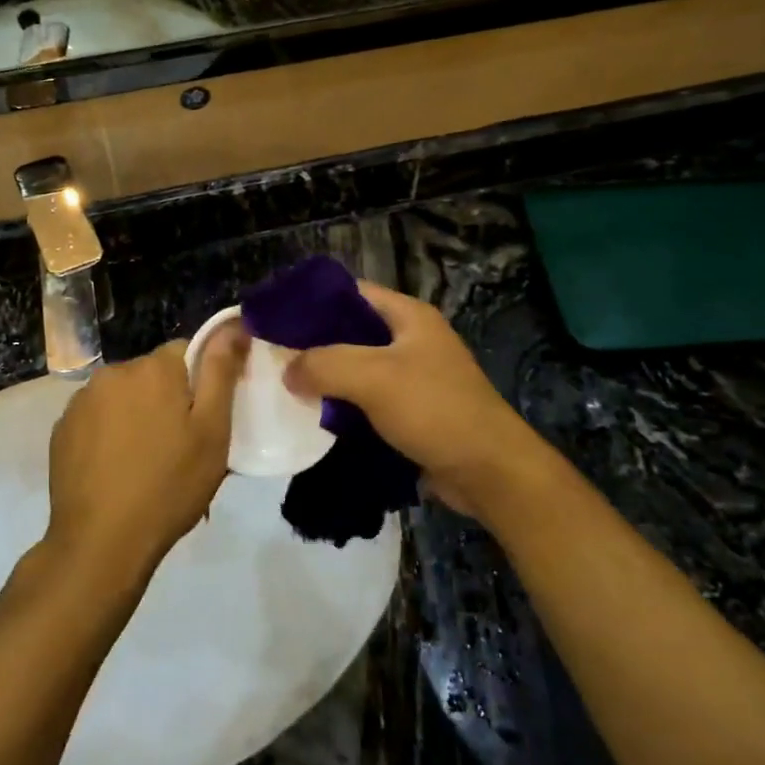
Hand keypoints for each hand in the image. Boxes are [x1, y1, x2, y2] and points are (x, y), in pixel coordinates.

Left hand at [44, 327, 249, 585]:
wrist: (101, 542)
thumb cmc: (169, 486)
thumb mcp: (212, 431)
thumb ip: (220, 371)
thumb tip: (233, 324)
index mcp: (154, 368)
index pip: (187, 352)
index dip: (200, 383)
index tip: (205, 420)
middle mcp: (114, 372)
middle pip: (153, 375)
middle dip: (168, 400)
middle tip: (180, 448)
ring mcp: (81, 400)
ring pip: (124, 396)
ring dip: (137, 416)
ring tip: (146, 463)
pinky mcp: (62, 429)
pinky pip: (97, 419)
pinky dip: (109, 434)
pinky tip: (116, 469)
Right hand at [284, 283, 556, 523]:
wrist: (490, 472)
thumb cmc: (435, 410)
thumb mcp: (373, 378)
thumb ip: (324, 365)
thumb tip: (288, 370)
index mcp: (408, 316)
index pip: (351, 292)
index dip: (312, 301)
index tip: (275, 318)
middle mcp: (411, 340)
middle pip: (351, 331)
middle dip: (314, 344)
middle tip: (274, 358)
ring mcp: (414, 377)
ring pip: (357, 369)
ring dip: (327, 379)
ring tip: (287, 388)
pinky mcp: (412, 412)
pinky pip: (368, 401)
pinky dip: (343, 407)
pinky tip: (315, 418)